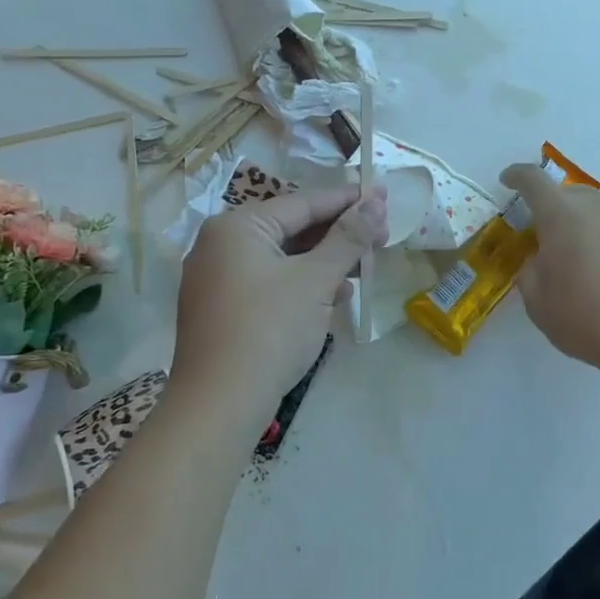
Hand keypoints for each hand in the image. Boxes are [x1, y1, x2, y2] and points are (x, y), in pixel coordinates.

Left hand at [172, 186, 388, 417]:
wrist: (220, 404)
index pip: (303, 203)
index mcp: (237, 227)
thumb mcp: (316, 280)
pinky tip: (336, 294)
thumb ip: (348, 238)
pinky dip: (303, 283)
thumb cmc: (269, 330)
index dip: (347, 199)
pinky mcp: (222, 308)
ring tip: (366, 264)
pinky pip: (270, 281)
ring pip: (283, 257)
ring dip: (325, 260)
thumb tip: (375, 203)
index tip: (382, 194)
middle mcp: (220, 244)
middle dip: (339, 233)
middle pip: (292, 228)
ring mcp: (217, 278)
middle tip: (382, 234)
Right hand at [500, 165, 599, 388]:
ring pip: (597, 211)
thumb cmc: (586, 318)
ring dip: (582, 224)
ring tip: (579, 259)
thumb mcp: (538, 302)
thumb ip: (530, 272)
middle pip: (568, 193)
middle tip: (543, 237)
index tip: (508, 180)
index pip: (533, 180)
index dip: (517, 176)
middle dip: (551, 207)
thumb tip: (540, 260)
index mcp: (562, 215)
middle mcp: (598, 207)